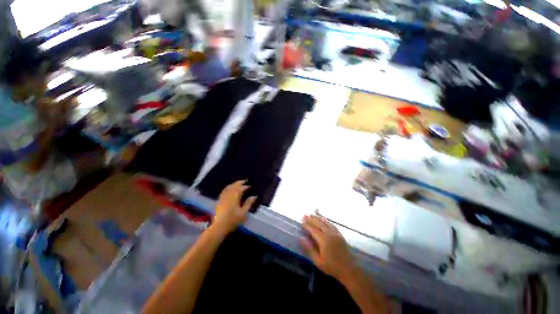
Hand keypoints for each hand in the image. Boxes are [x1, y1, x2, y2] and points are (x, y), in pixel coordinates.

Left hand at [213, 180, 256, 233]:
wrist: (219, 227)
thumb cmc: (233, 220)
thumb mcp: (243, 213)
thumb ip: (248, 203)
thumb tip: (254, 196)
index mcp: (235, 197)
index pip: (240, 189)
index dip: (245, 187)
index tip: (249, 186)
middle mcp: (228, 195)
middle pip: (234, 186)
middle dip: (239, 183)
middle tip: (244, 181)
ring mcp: (223, 197)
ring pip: (228, 187)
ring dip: (233, 184)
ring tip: (238, 183)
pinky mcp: (219, 200)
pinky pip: (224, 190)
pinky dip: (228, 187)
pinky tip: (229, 189)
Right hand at [300, 213, 355, 280]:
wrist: (349, 270)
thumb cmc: (332, 267)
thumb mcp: (318, 261)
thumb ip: (309, 248)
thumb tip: (301, 238)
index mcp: (323, 240)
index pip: (313, 229)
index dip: (307, 225)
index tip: (301, 221)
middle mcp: (329, 233)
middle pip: (319, 223)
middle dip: (311, 218)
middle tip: (305, 214)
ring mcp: (335, 233)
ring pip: (325, 222)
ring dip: (318, 217)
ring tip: (313, 212)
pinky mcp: (339, 234)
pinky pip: (332, 224)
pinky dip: (326, 220)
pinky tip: (324, 218)